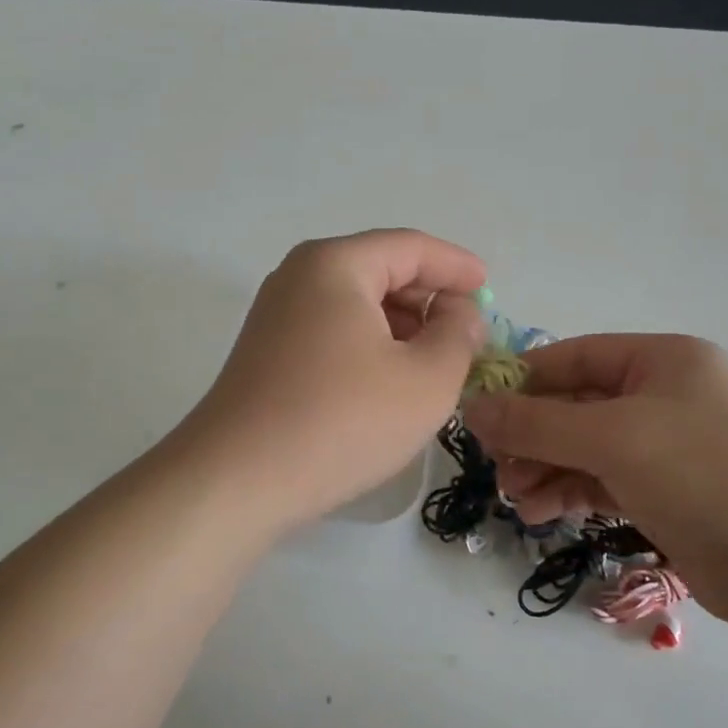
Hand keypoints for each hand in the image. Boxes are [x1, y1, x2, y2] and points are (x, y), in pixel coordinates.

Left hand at [179, 230, 487, 532]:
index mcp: (336, 264)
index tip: (489, 289)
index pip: (410, 247)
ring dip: (401, 326)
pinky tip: (389, 382)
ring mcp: (276, 315)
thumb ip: (458, 336)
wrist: (238, 480)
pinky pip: (333, 331)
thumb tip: (460, 314)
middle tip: (466, 334)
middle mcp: (299, 277)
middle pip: (380, 270)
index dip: (456, 266)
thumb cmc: (343, 420)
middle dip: (429, 298)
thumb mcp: (426, 379)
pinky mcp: (267, 353)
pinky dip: (370, 345)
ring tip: (435, 363)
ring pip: (356, 304)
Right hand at [463, 335, 727, 631]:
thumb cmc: (702, 472)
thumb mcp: (612, 438)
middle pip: (574, 405)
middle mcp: (660, 396)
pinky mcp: (662, 492)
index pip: (572, 357)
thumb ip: (536, 423)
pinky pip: (599, 481)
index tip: (477, 409)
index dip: (522, 380)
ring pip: (583, 448)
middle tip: (493, 465)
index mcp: (659, 360)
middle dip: (530, 435)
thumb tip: (470, 408)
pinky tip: (537, 513)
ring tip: (513, 497)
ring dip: (543, 468)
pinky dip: (567, 493)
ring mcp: (663, 446)